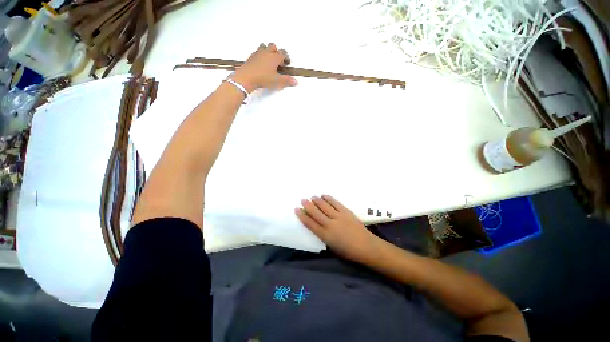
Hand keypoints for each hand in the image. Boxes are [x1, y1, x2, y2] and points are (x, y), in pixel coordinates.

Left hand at [231, 43, 297, 92]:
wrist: (246, 78)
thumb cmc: (263, 78)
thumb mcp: (277, 81)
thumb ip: (287, 81)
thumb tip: (296, 82)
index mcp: (274, 57)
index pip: (283, 53)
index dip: (286, 58)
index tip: (287, 64)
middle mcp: (266, 53)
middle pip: (273, 46)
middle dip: (277, 52)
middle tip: (278, 62)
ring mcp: (257, 54)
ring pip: (264, 47)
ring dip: (267, 51)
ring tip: (269, 61)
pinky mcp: (251, 57)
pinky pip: (257, 52)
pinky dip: (260, 56)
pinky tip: (260, 64)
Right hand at [295, 195, 382, 263]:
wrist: (366, 246)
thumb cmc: (348, 251)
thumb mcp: (331, 247)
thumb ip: (323, 235)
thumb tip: (317, 225)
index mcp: (325, 235)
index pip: (310, 224)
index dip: (302, 216)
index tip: (297, 209)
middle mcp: (330, 224)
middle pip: (315, 213)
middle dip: (308, 205)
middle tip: (302, 199)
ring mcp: (338, 216)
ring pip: (324, 206)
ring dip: (317, 200)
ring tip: (312, 196)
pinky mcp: (346, 211)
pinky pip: (335, 203)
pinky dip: (329, 198)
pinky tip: (324, 195)